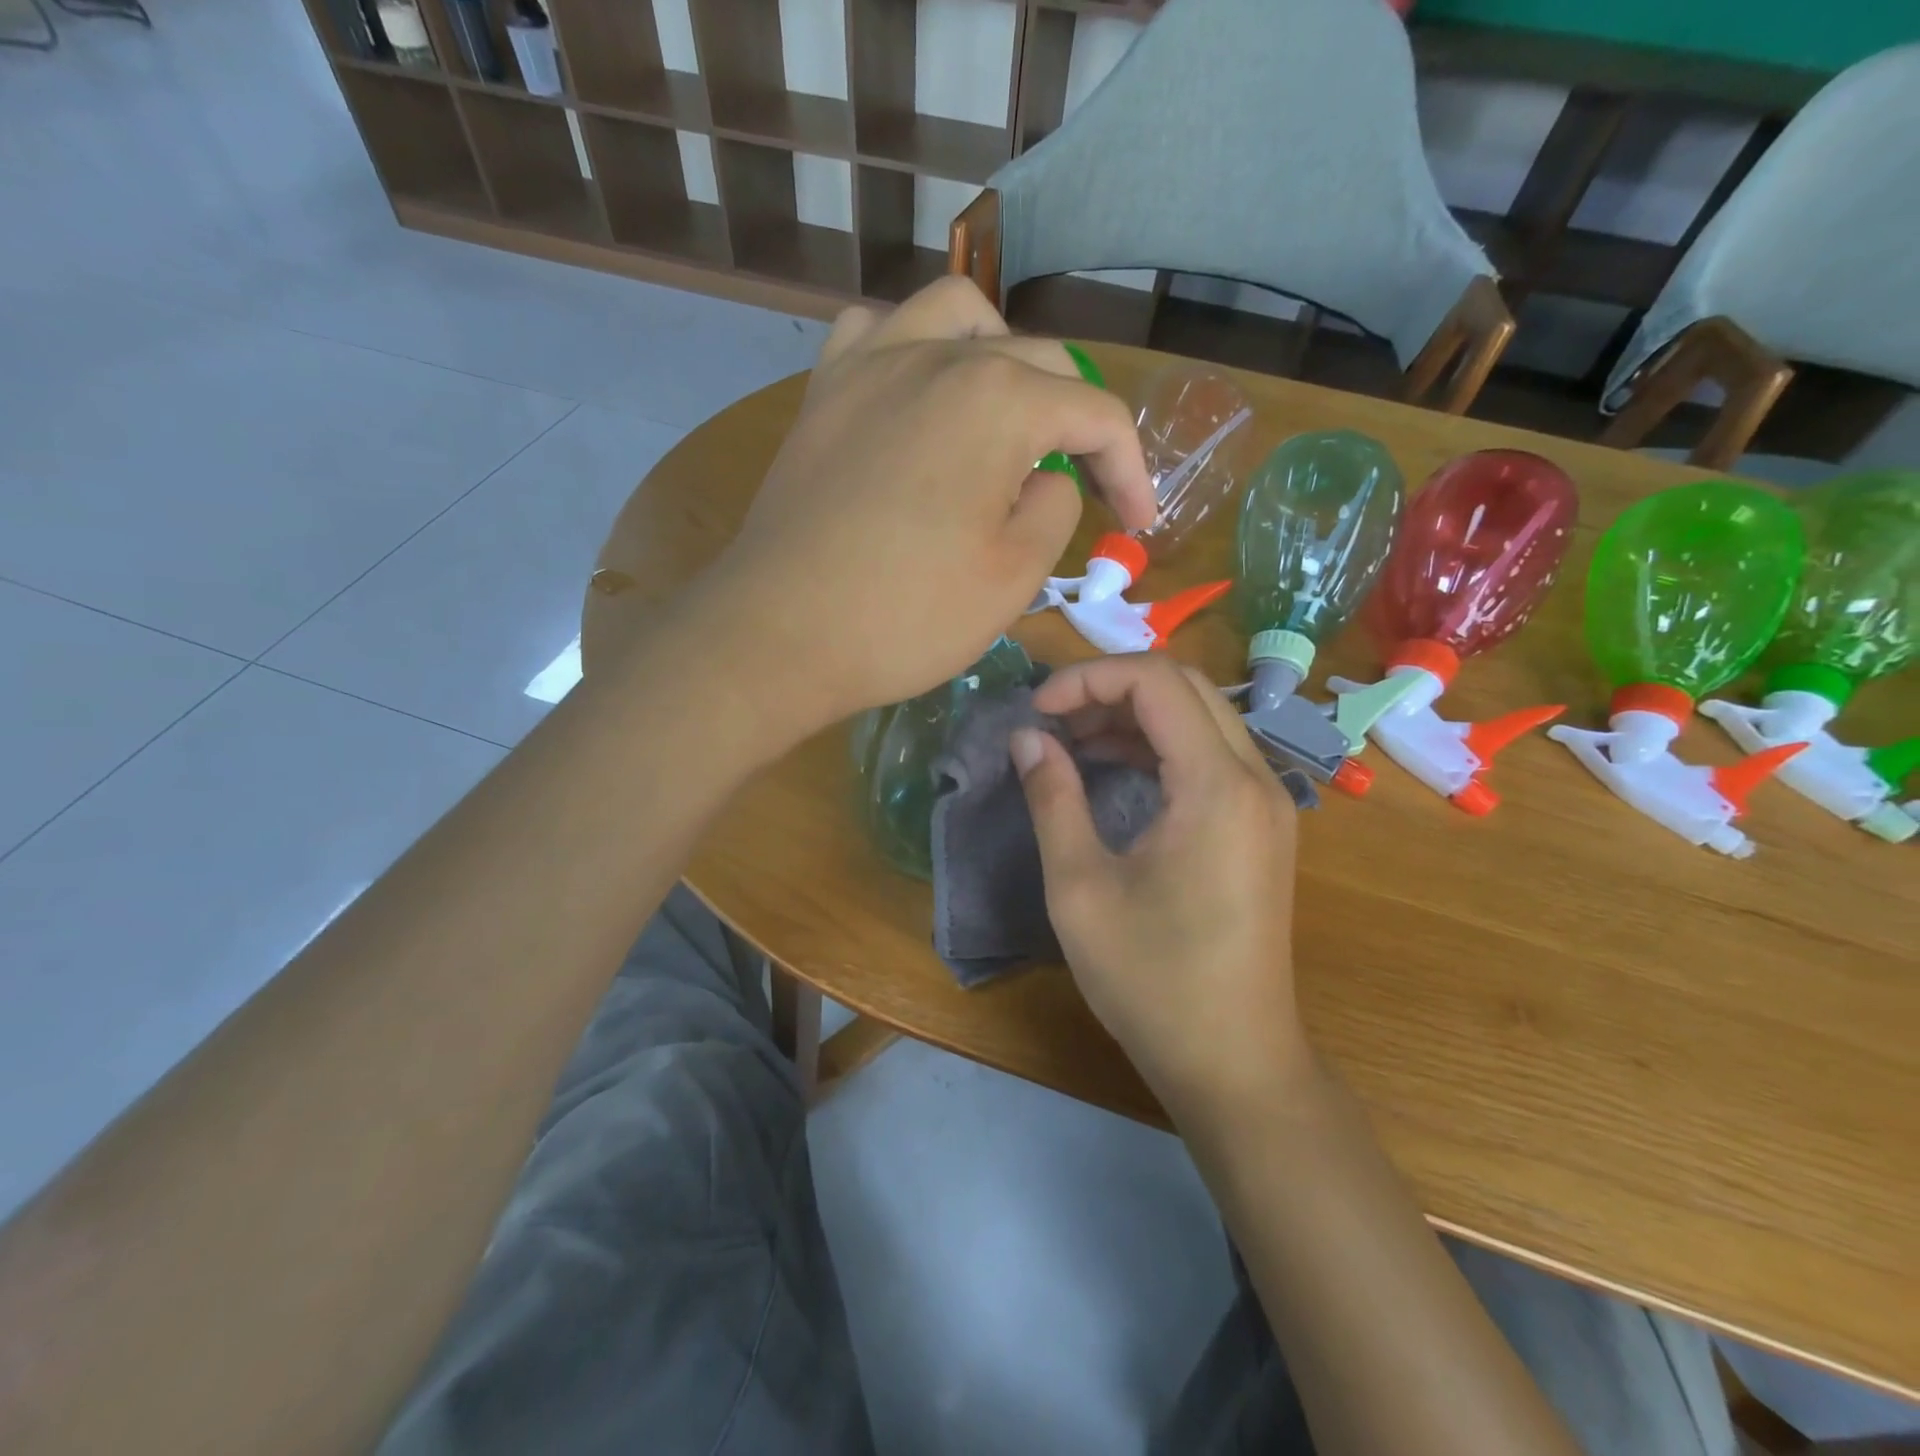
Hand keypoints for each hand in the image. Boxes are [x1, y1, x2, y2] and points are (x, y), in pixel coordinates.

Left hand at [699, 277, 1154, 734]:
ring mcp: (870, 364)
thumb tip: (1050, 478)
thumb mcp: (1013, 577)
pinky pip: (877, 333)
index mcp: (999, 400)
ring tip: (1008, 415)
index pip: (1096, 415)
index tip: (1137, 525)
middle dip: (1076, 425)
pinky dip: (914, 351)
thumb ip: (1056, 508)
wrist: (779, 635)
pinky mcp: (823, 393)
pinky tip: (919, 394)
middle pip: (1038, 362)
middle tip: (1081, 488)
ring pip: (958, 318)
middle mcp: (938, 356)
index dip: (1131, 470)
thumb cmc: (906, 616)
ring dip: (1001, 357)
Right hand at [1011, 655, 1308, 1119]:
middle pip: (1183, 687)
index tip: (1036, 711)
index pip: (1156, 681)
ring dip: (1133, 716)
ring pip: (1199, 717)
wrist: (1234, 1061)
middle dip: (1110, 689)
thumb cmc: (1152, 981)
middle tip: (1051, 722)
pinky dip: (1159, 746)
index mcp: (1216, 786)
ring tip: (1070, 742)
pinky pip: (1211, 755)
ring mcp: (1266, 802)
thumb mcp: (1080, 888)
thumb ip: (1053, 799)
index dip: (1088, 679)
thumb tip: (1028, 739)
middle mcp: (1255, 778)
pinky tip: (1113, 769)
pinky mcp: (1260, 826)